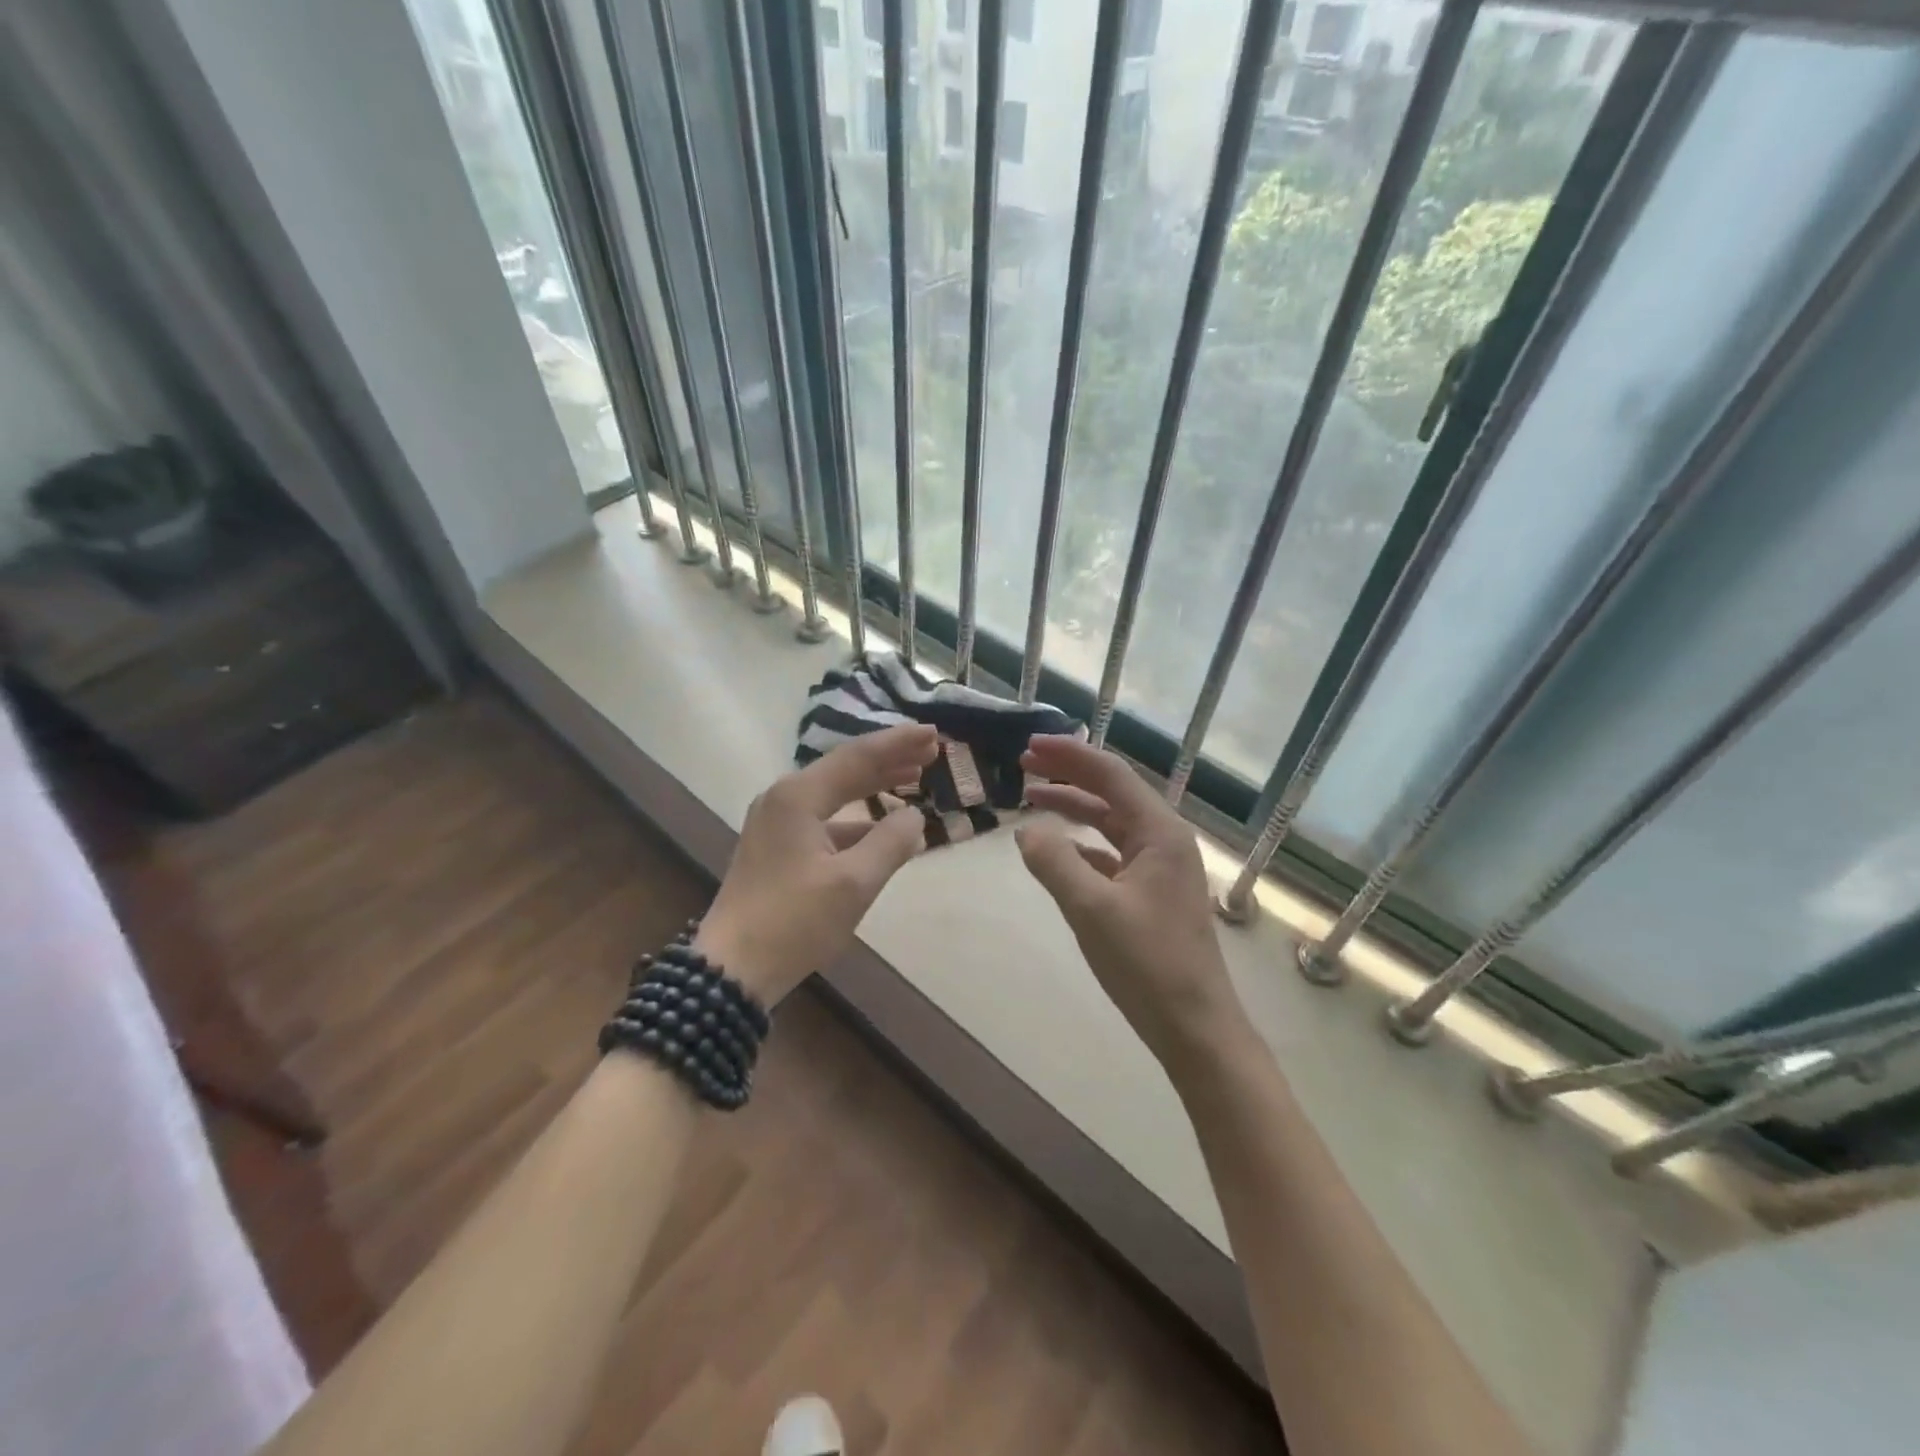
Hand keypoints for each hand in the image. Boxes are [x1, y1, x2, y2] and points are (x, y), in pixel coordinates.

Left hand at [694, 723, 937, 1003]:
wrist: (732, 969)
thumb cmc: (794, 922)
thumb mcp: (854, 883)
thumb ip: (891, 843)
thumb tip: (914, 817)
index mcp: (798, 796)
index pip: (858, 757)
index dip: (899, 743)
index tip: (933, 732)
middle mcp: (784, 799)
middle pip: (845, 769)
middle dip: (889, 759)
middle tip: (931, 750)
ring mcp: (776, 823)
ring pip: (835, 794)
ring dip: (874, 786)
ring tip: (913, 778)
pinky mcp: (776, 847)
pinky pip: (825, 819)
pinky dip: (857, 819)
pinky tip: (882, 829)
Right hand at [1016, 736, 1247, 1073]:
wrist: (1194, 1026)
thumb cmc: (1147, 964)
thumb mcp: (1091, 909)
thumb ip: (1054, 862)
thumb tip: (1027, 830)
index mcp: (1159, 832)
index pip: (1110, 775)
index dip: (1068, 755)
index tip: (1029, 745)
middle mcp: (1164, 840)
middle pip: (1112, 792)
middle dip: (1069, 774)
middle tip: (1024, 764)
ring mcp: (1160, 867)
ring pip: (1111, 822)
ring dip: (1074, 808)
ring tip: (1032, 798)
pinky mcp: (1152, 893)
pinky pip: (1112, 853)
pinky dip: (1082, 844)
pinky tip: (1057, 850)